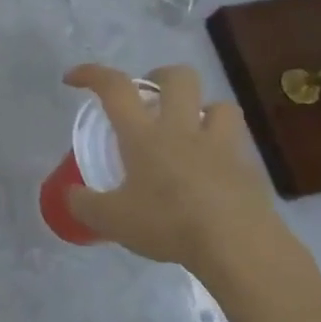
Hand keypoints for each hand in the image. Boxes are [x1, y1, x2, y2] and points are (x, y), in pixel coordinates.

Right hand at [62, 64, 304, 282]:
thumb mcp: (111, 221)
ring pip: (219, 104)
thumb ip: (84, 204)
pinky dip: (223, 147)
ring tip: (189, 130)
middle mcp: (183, 129)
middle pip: (179, 78)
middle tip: (147, 99)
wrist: (238, 247)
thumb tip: (71, 195)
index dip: (92, 74)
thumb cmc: (168, 225)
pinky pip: (237, 143)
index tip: (73, 79)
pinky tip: (212, 169)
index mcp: (144, 135)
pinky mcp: (249, 168)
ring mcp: (221, 145)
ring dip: (202, 109)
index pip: (115, 88)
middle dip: (160, 78)